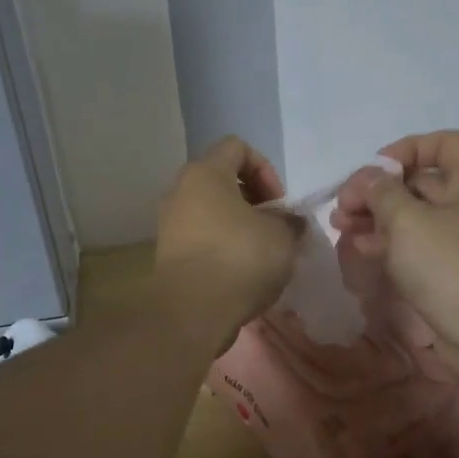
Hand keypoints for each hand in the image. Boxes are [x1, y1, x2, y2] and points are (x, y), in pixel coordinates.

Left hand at [155, 136, 301, 337]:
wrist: (192, 311)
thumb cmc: (239, 258)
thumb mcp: (281, 236)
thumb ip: (290, 221)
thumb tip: (290, 222)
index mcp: (205, 173)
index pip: (237, 147)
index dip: (265, 168)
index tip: (279, 202)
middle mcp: (180, 191)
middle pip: (221, 179)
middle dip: (253, 199)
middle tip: (273, 225)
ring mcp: (169, 223)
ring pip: (210, 210)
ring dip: (238, 224)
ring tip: (261, 251)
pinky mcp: (168, 253)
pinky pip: (200, 237)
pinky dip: (221, 245)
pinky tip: (241, 271)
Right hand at [333, 131, 458, 367]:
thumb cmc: (451, 265)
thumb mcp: (407, 220)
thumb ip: (381, 191)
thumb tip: (370, 179)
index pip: (442, 143)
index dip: (405, 149)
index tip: (373, 171)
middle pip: (422, 181)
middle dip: (378, 190)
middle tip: (343, 206)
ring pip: (415, 216)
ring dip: (376, 217)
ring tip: (341, 227)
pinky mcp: (454, 270)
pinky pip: (418, 245)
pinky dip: (389, 242)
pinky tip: (360, 248)